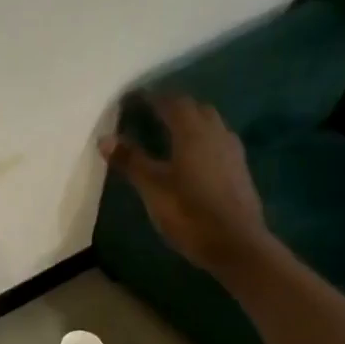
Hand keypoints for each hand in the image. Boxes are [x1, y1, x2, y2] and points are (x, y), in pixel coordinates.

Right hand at [100, 94, 266, 275]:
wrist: (236, 245)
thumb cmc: (189, 213)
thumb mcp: (152, 188)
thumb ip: (131, 160)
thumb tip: (105, 138)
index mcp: (193, 133)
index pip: (172, 102)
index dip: (152, 98)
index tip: (132, 100)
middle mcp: (216, 134)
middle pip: (196, 109)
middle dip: (174, 107)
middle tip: (151, 115)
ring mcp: (232, 152)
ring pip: (211, 125)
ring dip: (191, 122)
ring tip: (170, 134)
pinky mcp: (239, 171)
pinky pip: (218, 142)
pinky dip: (202, 141)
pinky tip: (192, 158)